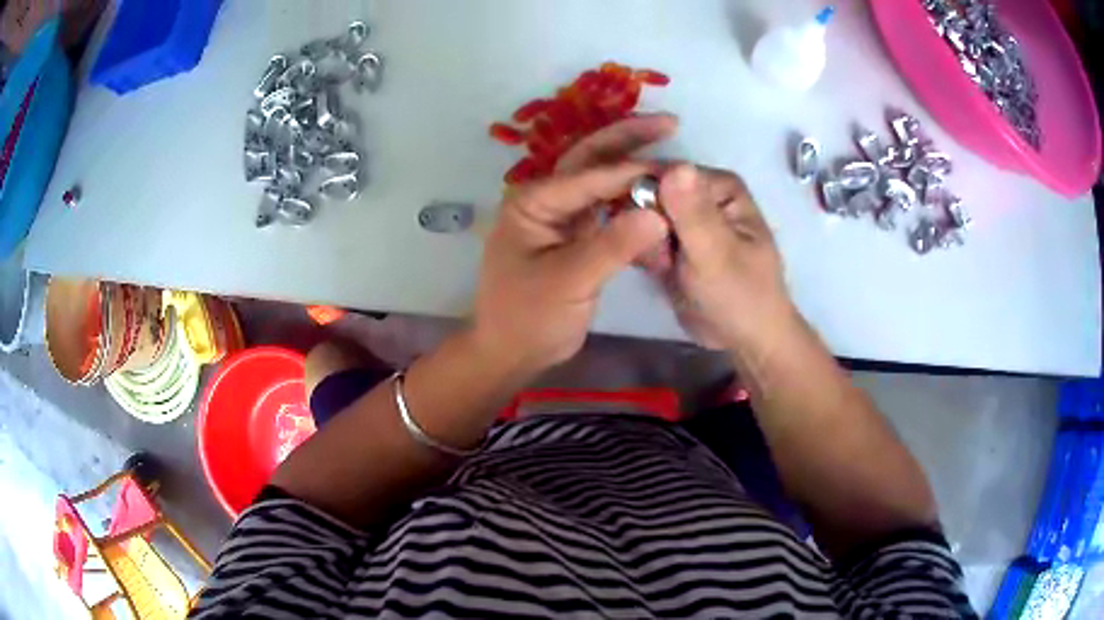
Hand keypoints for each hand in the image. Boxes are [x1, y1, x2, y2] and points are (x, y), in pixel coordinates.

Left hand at [473, 115, 676, 374]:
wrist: (511, 352)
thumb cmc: (528, 317)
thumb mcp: (568, 282)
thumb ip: (612, 246)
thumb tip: (658, 213)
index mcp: (533, 202)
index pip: (588, 176)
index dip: (631, 170)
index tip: (674, 170)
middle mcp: (545, 199)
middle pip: (590, 158)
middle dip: (628, 138)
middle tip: (671, 122)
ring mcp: (561, 215)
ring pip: (601, 179)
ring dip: (632, 161)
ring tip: (670, 146)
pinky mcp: (576, 233)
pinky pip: (607, 205)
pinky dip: (631, 195)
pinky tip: (656, 189)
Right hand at [640, 164, 793, 350]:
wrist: (744, 340)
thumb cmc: (741, 296)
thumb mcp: (716, 255)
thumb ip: (694, 213)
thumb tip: (675, 166)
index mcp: (719, 185)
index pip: (662, 173)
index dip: (640, 195)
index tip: (638, 228)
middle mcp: (701, 194)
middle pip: (647, 193)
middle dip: (644, 227)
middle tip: (663, 259)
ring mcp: (686, 218)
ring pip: (640, 217)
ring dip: (644, 245)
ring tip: (666, 269)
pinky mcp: (673, 242)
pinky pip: (642, 237)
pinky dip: (644, 255)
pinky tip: (660, 272)